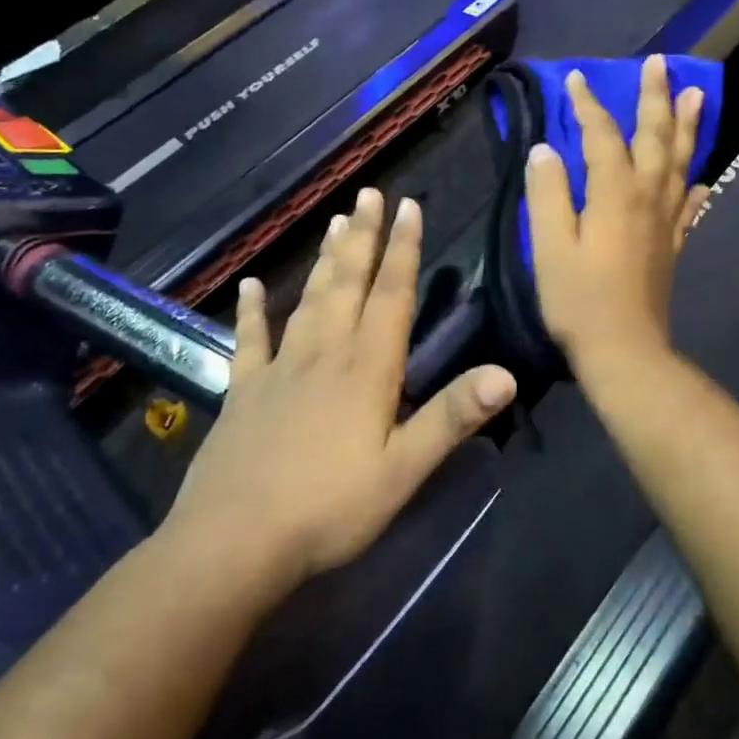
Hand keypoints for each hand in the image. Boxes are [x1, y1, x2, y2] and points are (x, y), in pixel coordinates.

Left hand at [161, 189, 516, 602]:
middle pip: (347, 283)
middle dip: (363, 237)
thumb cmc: (329, 509)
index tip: (409, 206)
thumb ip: (452, 417)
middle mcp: (324, 354)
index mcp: (366, 369)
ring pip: (308, 300)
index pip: (391, 295)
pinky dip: (251, 311)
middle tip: (369, 194)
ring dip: (324, 259)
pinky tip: (250, 286)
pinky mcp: (244, 393)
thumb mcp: (403, 470)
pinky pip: (250, 341)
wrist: (232, 544)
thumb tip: (506, 373)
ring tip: (334, 221)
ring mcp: (280, 370)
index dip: (403, 250)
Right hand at [524, 55, 709, 377]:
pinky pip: (689, 205)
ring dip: (687, 126)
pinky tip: (703, 178)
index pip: (602, 136)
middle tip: (662, 63)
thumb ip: (547, 194)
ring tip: (696, 94)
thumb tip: (545, 150)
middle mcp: (647, 197)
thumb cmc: (579, 299)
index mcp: (615, 193)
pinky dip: (695, 185)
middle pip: (655, 137)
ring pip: (680, 162)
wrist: (625, 350)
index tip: (578, 78)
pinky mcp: (673, 245)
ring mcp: (666, 221)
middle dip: (656, 97)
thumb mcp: (550, 246)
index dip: (589, 105)